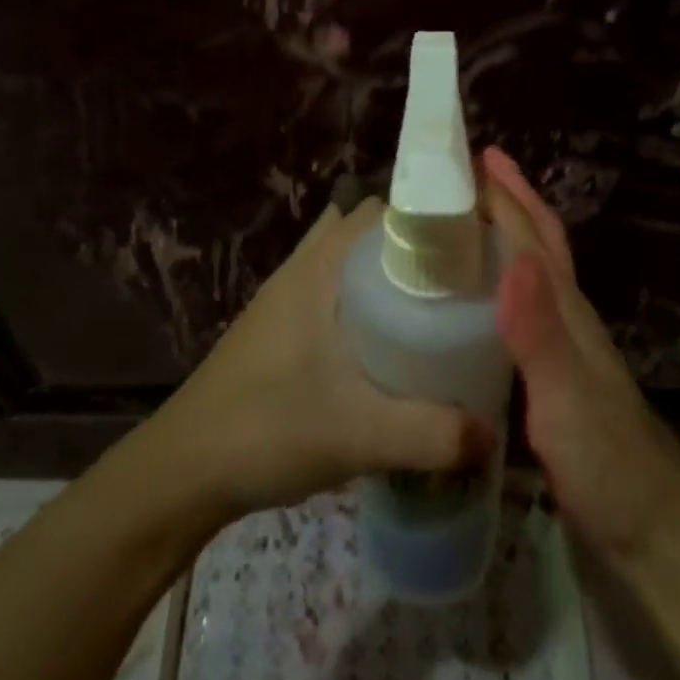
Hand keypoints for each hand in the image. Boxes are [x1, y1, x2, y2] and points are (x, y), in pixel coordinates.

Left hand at [160, 196, 491, 516]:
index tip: (478, 243)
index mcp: (321, 267)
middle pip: (372, 232)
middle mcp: (305, 267)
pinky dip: (369, 301)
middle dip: (420, 247)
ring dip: (392, 275)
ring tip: (439, 308)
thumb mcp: (359, 434)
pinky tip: (393, 344)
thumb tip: (493, 433)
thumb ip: (433, 435)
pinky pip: (338, 292)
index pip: (383, 210)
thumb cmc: (266, 429)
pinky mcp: (283, 326)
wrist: (185, 468)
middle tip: (468, 282)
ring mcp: (290, 295)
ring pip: (353, 263)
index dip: (432, 216)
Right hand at [482, 146, 679, 563]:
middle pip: (538, 246)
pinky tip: (471, 302)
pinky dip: (496, 290)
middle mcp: (566, 319)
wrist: (653, 532)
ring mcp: (561, 350)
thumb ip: (539, 334)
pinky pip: (517, 315)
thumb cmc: (609, 464)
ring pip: (528, 277)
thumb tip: (514, 257)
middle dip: (509, 203)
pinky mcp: (550, 380)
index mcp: (568, 312)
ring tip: (460, 225)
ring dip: (501, 240)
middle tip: (464, 176)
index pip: (533, 238)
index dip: (507, 194)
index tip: (471, 156)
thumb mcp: (566, 398)